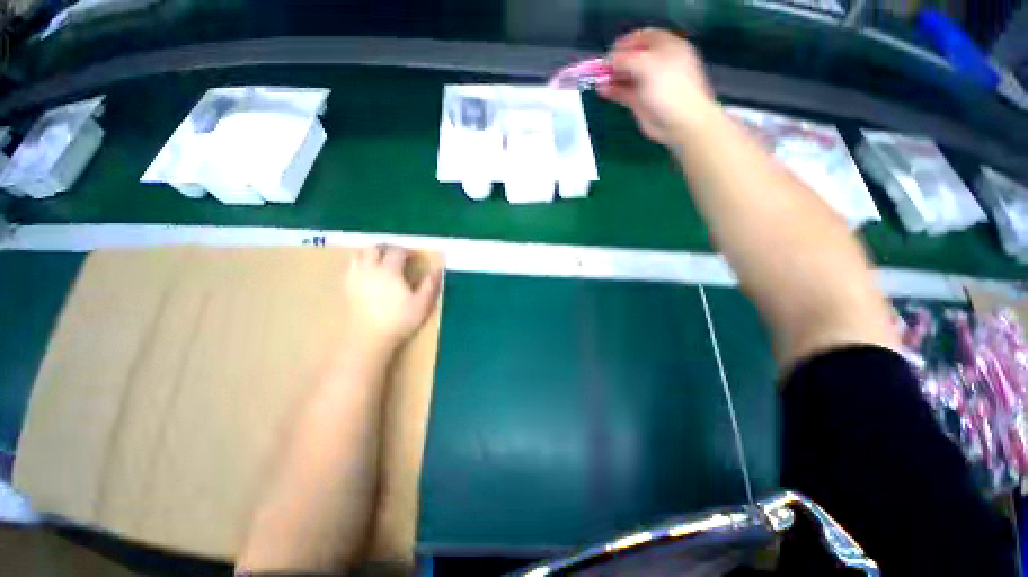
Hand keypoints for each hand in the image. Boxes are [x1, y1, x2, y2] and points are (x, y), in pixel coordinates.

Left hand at [338, 246, 441, 353]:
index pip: (396, 251)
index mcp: (389, 271)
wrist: (368, 339)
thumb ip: (430, 285)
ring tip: (382, 262)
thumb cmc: (399, 321)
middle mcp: (369, 269)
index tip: (414, 257)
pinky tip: (369, 274)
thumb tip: (438, 270)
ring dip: (371, 253)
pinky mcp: (346, 287)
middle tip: (398, 256)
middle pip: (374, 248)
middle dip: (387, 248)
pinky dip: (361, 263)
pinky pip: (351, 266)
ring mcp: (355, 277)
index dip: (406, 251)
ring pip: (359, 254)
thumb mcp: (421, 304)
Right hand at [598, 28, 715, 146]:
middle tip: (600, 67)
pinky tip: (601, 90)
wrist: (679, 121)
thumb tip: (608, 60)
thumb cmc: (669, 87)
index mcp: (666, 47)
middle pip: (633, 57)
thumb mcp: (647, 65)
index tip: (610, 49)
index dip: (626, 42)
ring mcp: (648, 84)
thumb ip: (626, 59)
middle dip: (616, 61)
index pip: (644, 37)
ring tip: (596, 79)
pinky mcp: (640, 102)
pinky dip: (612, 90)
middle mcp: (657, 64)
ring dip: (611, 76)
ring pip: (626, 76)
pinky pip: (624, 92)